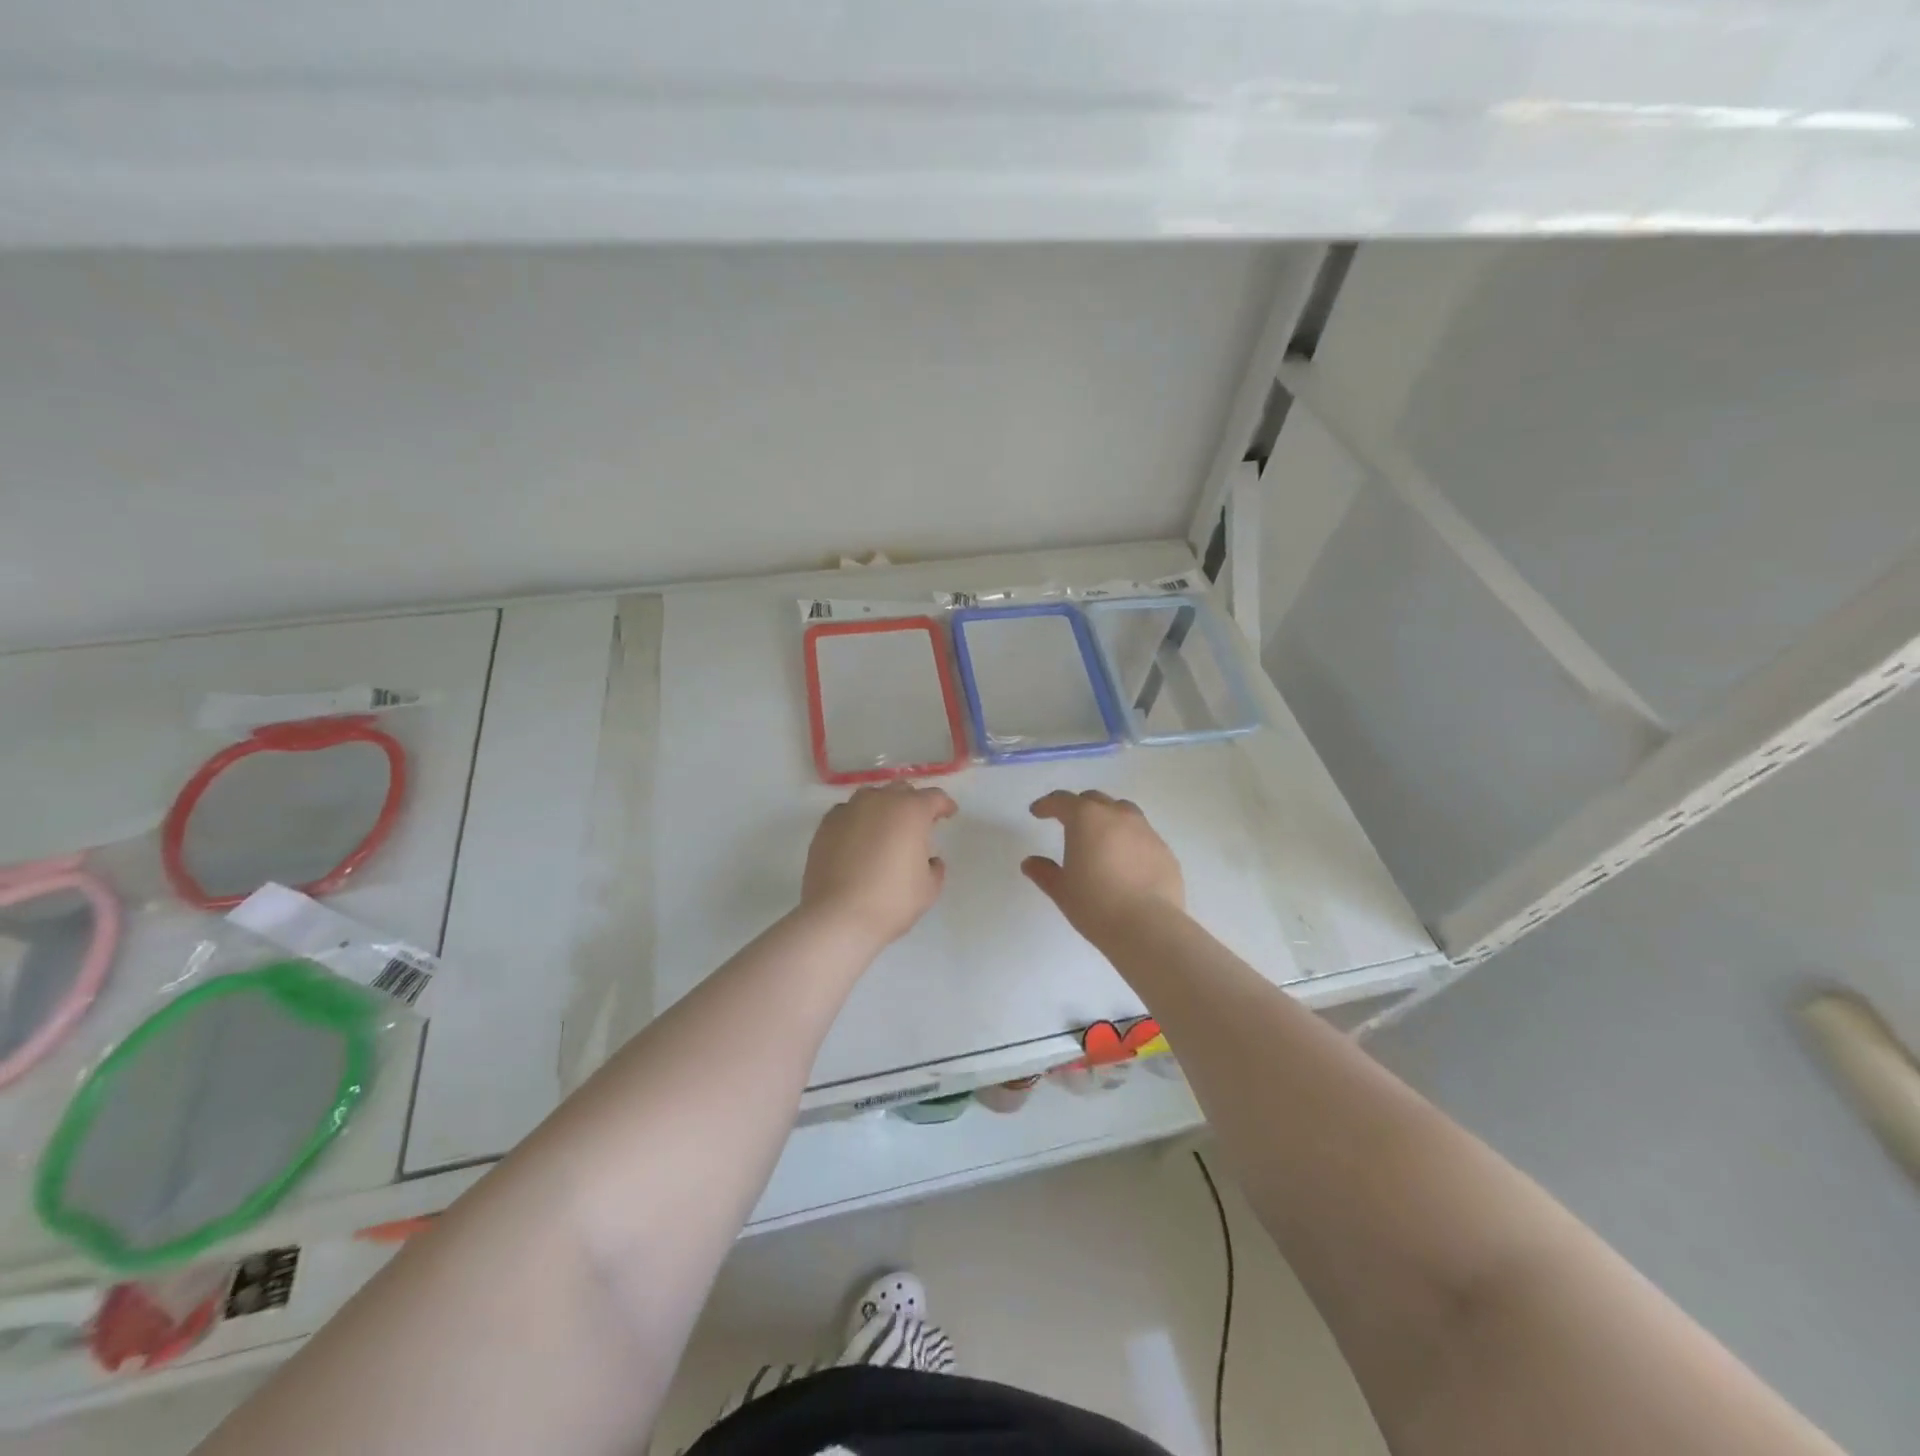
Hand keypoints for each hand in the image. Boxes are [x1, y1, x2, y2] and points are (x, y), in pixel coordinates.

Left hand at [801, 783, 956, 951]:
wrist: (838, 917)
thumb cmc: (892, 901)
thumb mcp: (929, 889)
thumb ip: (934, 867)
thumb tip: (929, 859)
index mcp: (911, 811)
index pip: (934, 797)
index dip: (944, 805)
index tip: (949, 814)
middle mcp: (880, 801)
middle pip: (901, 791)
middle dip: (912, 803)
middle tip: (917, 823)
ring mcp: (849, 810)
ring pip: (871, 797)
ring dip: (883, 808)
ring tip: (885, 829)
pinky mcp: (825, 825)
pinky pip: (847, 813)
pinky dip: (857, 820)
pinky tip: (857, 839)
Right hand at [1022, 790, 1185, 944]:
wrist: (1148, 927)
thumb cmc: (1095, 904)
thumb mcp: (1062, 890)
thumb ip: (1044, 872)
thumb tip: (1030, 863)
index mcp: (1087, 819)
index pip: (1062, 801)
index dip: (1047, 805)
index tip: (1037, 812)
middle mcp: (1118, 816)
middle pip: (1094, 800)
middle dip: (1078, 807)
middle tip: (1068, 822)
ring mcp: (1146, 831)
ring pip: (1123, 812)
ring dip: (1107, 818)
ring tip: (1100, 838)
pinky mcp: (1165, 850)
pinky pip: (1142, 836)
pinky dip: (1129, 841)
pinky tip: (1125, 863)